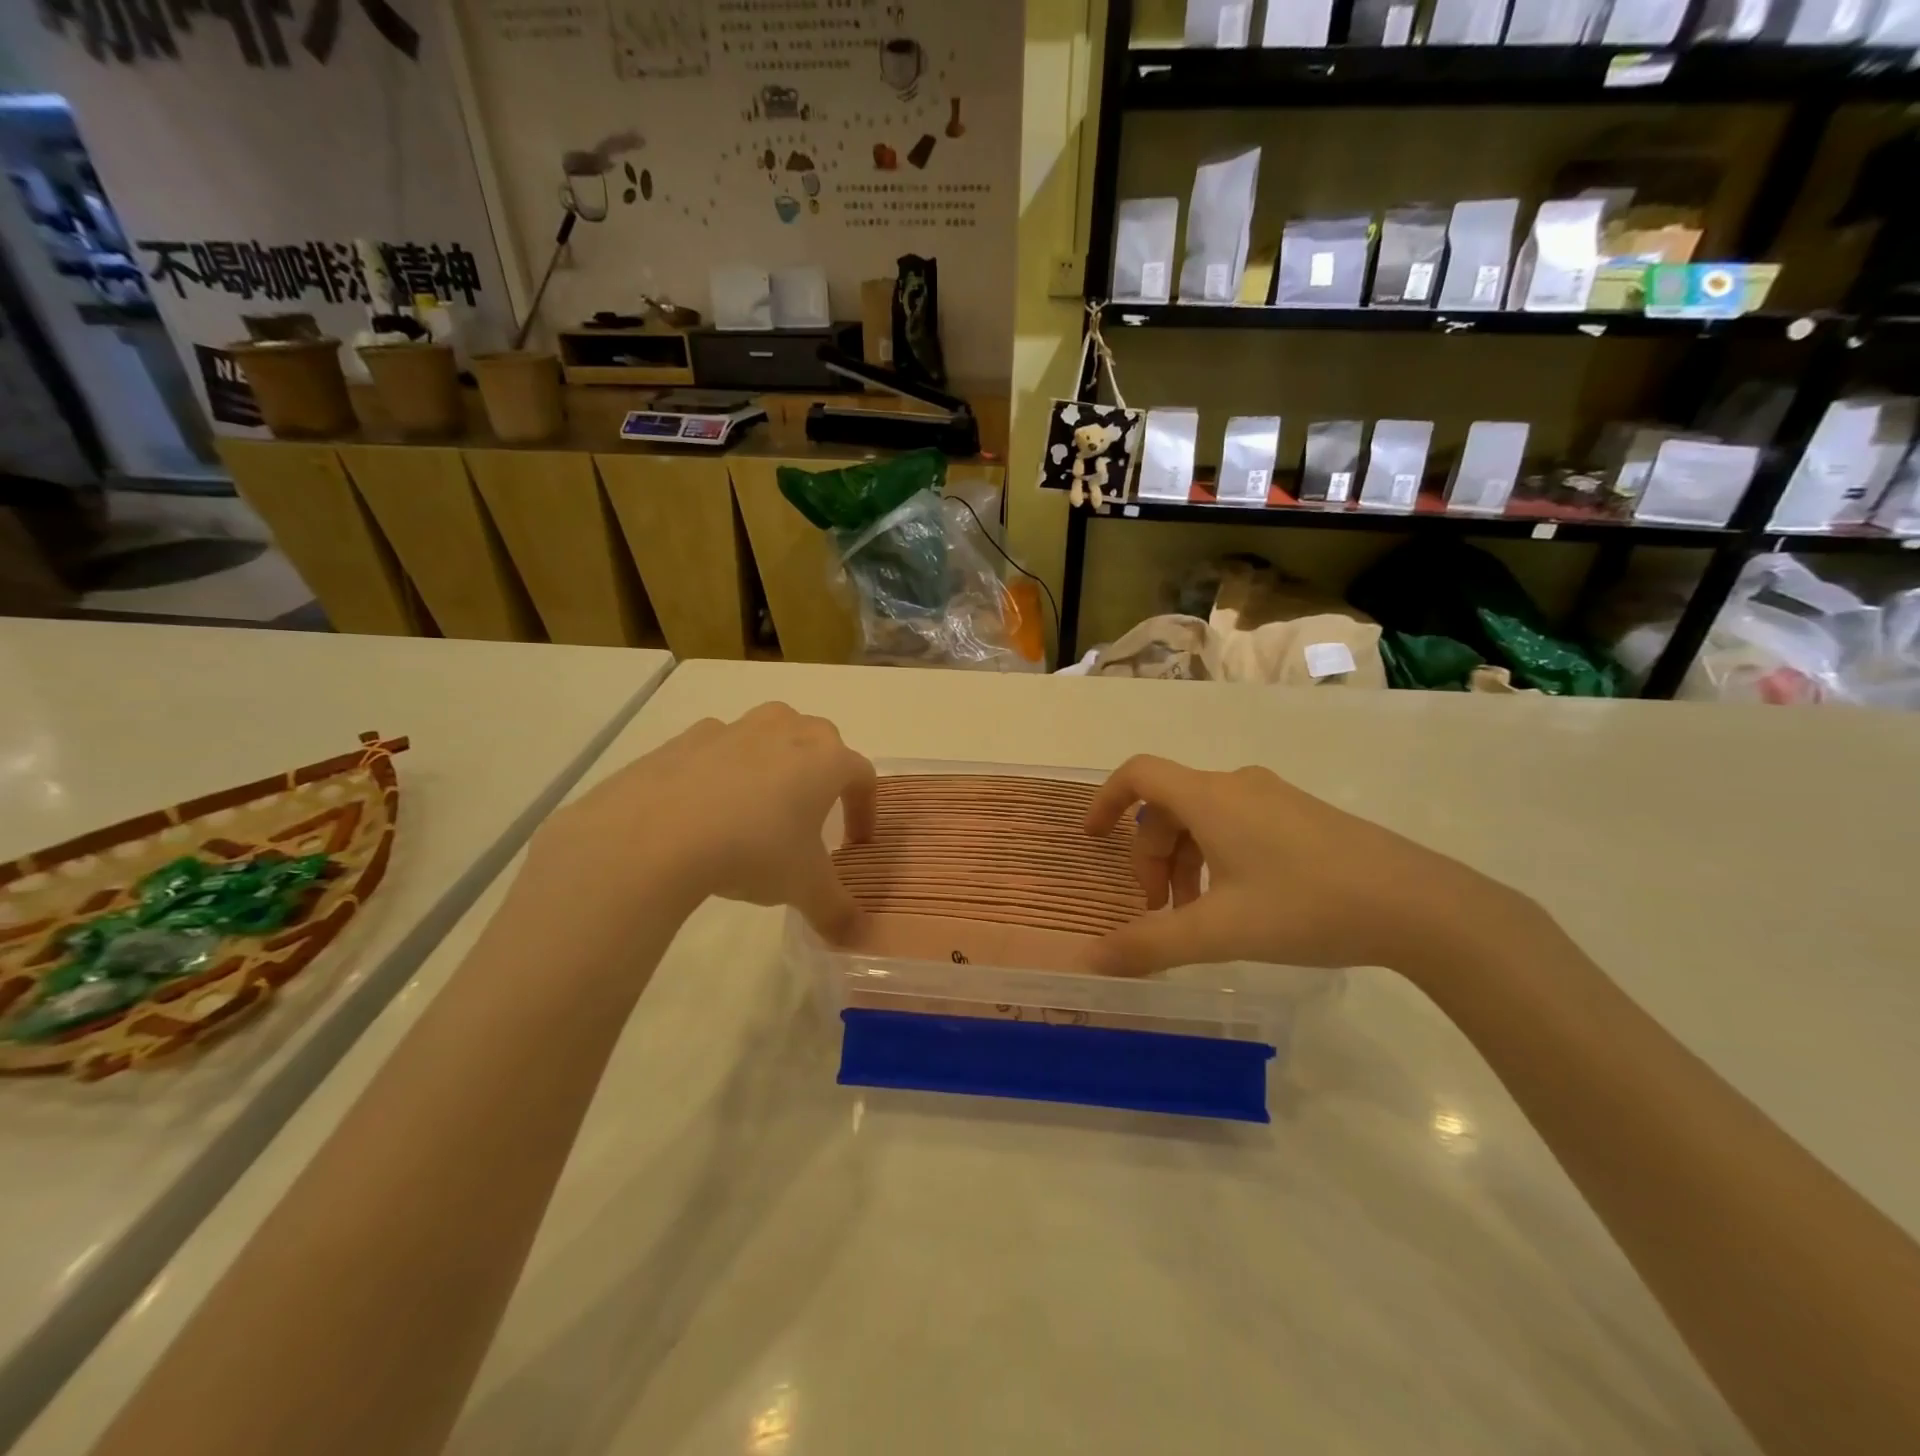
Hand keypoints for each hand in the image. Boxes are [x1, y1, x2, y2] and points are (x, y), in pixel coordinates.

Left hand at [524, 704, 875, 938]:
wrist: (657, 833)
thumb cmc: (753, 851)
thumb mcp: (803, 888)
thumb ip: (836, 911)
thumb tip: (855, 936)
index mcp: (826, 760)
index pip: (862, 775)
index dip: (865, 808)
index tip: (856, 841)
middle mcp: (787, 731)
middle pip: (820, 738)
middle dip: (824, 770)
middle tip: (813, 811)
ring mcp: (737, 728)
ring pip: (771, 730)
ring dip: (776, 757)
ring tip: (762, 800)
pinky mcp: (690, 737)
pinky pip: (721, 744)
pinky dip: (725, 765)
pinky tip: (710, 802)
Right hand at [1081, 755, 1523, 978]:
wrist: (1418, 905)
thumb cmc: (1306, 906)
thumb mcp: (1220, 931)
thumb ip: (1150, 945)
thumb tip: (1092, 961)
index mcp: (1210, 798)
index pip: (1139, 775)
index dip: (1106, 800)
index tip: (1093, 839)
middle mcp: (1237, 786)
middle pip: (1169, 808)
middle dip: (1151, 858)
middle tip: (1157, 912)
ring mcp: (1274, 798)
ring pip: (1203, 820)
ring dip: (1184, 864)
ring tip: (1194, 918)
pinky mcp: (1301, 816)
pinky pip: (1236, 826)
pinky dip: (1216, 860)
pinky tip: (1236, 906)